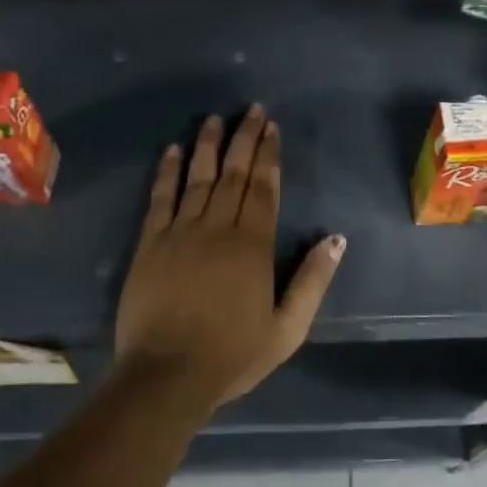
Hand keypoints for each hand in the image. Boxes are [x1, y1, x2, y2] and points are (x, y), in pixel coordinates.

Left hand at [115, 106, 345, 412]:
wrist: (166, 376)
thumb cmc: (232, 355)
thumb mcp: (288, 329)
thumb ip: (313, 281)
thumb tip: (336, 239)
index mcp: (252, 246)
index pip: (263, 188)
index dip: (268, 156)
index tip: (272, 128)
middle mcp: (217, 228)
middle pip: (233, 174)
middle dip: (244, 139)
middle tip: (251, 110)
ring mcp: (180, 233)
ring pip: (198, 177)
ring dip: (208, 145)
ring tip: (214, 118)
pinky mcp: (150, 244)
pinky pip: (160, 198)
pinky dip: (167, 172)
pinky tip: (172, 150)